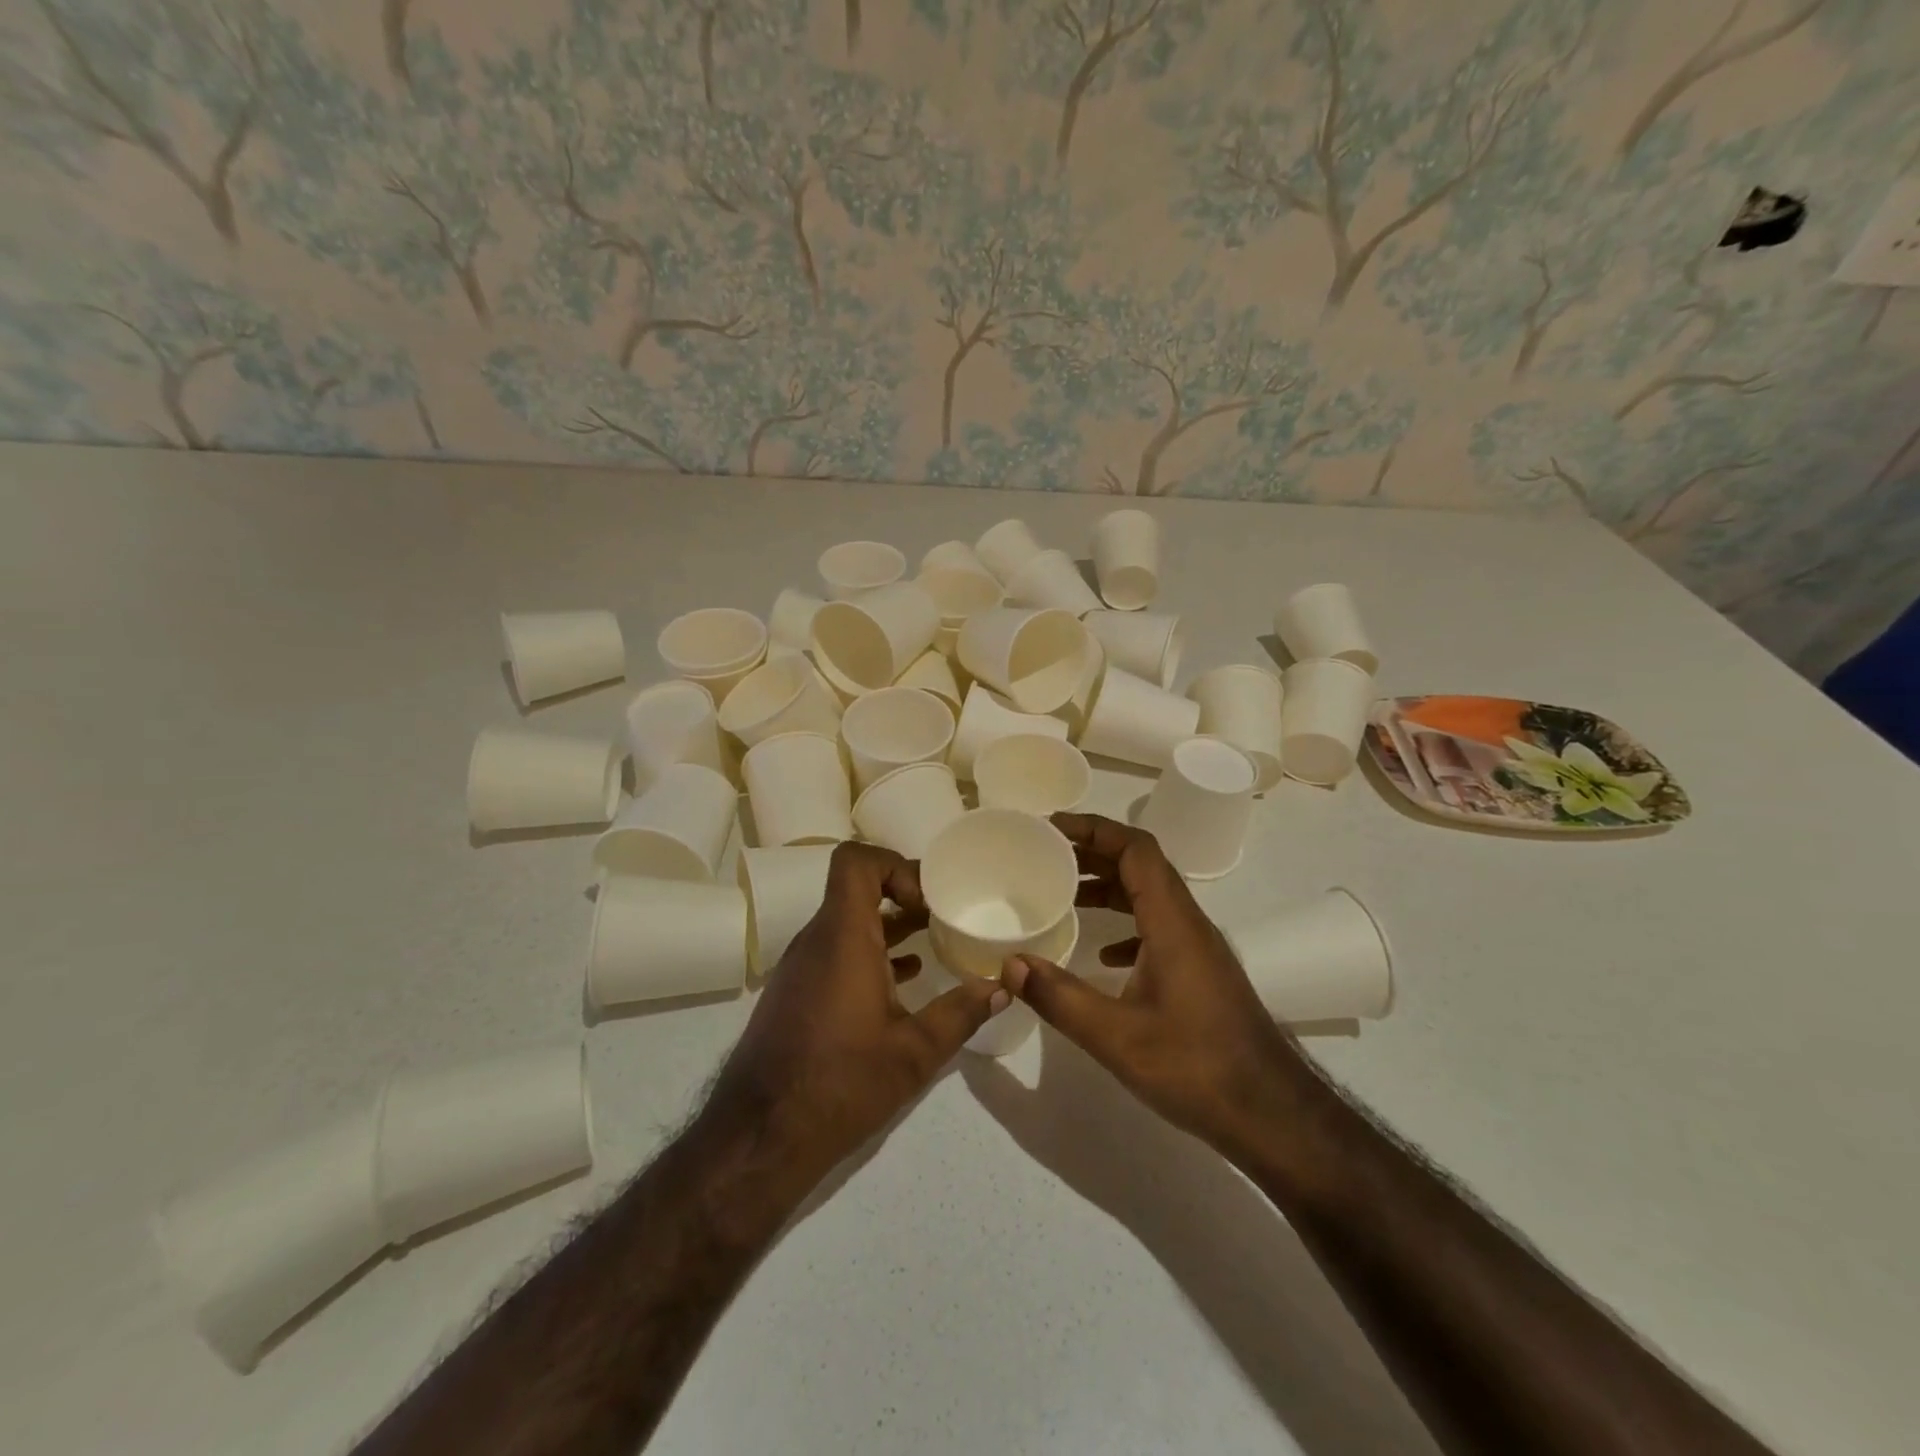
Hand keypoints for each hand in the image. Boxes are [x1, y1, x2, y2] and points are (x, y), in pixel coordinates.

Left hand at [709, 842, 1005, 1188]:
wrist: (758, 1138)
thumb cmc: (839, 1084)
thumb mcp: (914, 1053)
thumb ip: (961, 1013)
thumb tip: (1001, 988)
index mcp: (842, 937)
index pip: (856, 861)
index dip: (894, 865)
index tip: (928, 901)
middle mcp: (816, 940)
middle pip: (856, 887)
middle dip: (903, 893)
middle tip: (944, 915)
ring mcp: (802, 966)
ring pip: (847, 921)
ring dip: (889, 924)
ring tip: (934, 941)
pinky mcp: (797, 991)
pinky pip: (836, 950)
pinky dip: (871, 950)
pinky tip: (904, 979)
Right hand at [1001, 813, 1303, 1162]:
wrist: (1273, 1114)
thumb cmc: (1197, 1067)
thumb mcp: (1117, 1037)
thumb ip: (1059, 997)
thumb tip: (1009, 965)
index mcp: (1172, 922)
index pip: (1136, 849)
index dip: (1094, 829)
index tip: (1052, 829)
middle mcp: (1188, 923)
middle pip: (1141, 866)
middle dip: (1094, 853)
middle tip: (1046, 856)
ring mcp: (1198, 948)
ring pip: (1149, 897)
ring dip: (1108, 888)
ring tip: (1063, 894)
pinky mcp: (1200, 973)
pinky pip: (1158, 929)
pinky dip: (1125, 926)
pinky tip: (1102, 955)